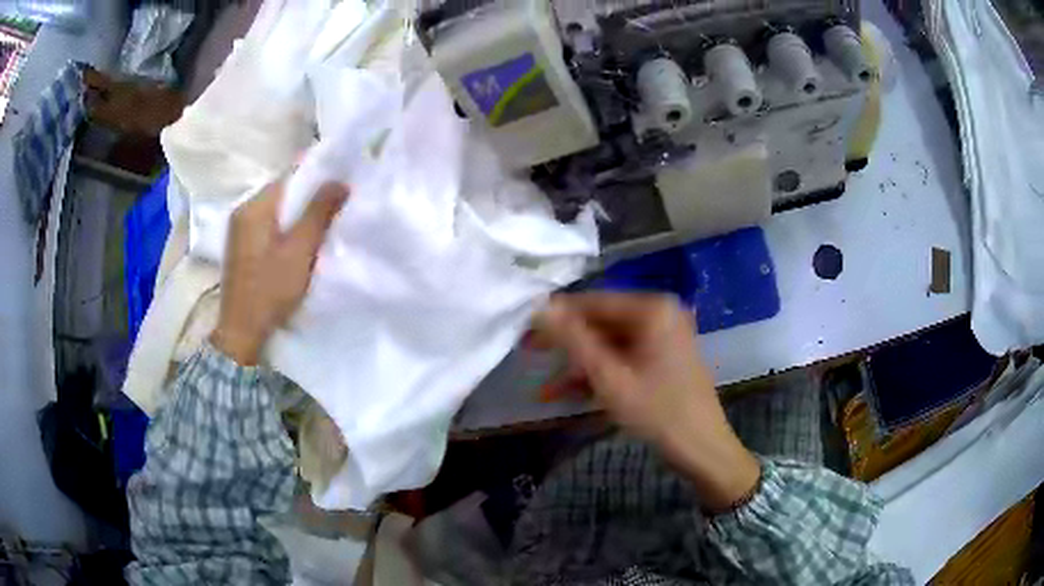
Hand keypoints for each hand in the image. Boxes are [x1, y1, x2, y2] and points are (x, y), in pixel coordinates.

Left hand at [211, 180, 348, 365]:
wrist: (242, 331)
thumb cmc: (271, 288)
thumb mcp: (300, 249)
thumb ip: (319, 212)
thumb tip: (340, 181)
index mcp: (254, 206)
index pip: (290, 175)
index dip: (317, 176)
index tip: (340, 184)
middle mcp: (243, 211)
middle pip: (282, 192)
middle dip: (309, 197)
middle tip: (336, 206)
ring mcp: (239, 230)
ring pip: (276, 210)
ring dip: (298, 214)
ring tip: (322, 224)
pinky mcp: (241, 247)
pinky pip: (268, 226)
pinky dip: (286, 228)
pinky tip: (299, 243)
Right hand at [535, 292, 759, 511]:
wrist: (703, 450)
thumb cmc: (658, 412)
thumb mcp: (609, 377)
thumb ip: (573, 340)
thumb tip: (540, 306)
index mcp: (652, 309)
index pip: (593, 302)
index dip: (557, 315)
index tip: (523, 329)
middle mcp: (660, 313)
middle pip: (601, 322)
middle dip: (567, 344)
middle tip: (529, 353)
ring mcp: (663, 335)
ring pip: (610, 343)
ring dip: (579, 364)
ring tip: (545, 388)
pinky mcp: (663, 356)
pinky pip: (624, 357)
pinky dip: (600, 373)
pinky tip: (571, 393)